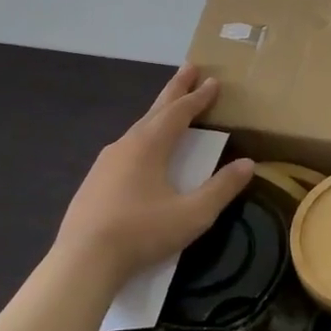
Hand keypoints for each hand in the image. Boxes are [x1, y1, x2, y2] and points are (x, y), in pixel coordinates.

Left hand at [52, 65, 254, 284]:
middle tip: (190, 68)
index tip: (213, 81)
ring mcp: (106, 163)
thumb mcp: (193, 214)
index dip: (199, 97)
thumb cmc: (142, 232)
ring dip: (158, 114)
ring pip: (138, 129)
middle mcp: (126, 145)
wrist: (82, 262)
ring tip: (170, 108)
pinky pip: (126, 148)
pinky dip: (144, 136)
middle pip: (155, 110)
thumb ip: (222, 188)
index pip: (179, 112)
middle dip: (175, 89)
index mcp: (149, 146)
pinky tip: (143, 151)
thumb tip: (248, 164)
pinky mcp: (95, 182)